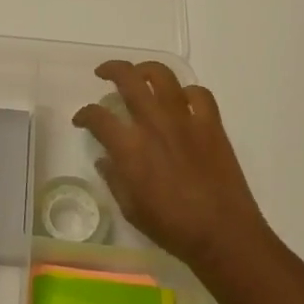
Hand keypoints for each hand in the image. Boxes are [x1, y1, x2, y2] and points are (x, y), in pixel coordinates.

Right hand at [72, 61, 268, 273]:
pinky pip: (199, 94)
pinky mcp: (211, 124)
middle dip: (111, 70)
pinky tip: (182, 101)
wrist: (222, 233)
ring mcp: (185, 119)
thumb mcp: (131, 209)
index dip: (84, 114)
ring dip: (146, 69)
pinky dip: (187, 92)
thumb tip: (105, 159)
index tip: (81, 120)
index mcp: (129, 147)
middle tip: (104, 74)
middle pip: (128, 79)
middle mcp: (154, 123)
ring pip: (163, 75)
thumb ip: (114, 178)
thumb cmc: (172, 227)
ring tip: (140, 75)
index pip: (97, 117)